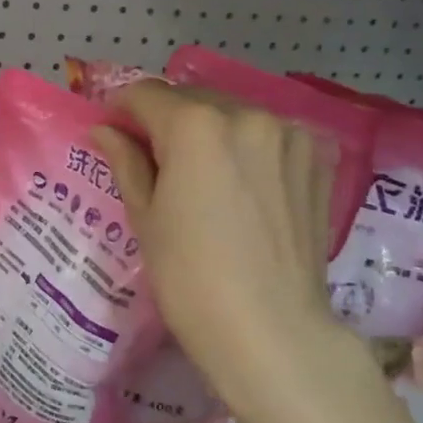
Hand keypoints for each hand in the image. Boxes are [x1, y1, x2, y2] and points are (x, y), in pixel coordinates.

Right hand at [93, 82, 372, 416]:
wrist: (270, 329)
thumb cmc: (190, 278)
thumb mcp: (146, 218)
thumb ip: (126, 161)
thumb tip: (105, 130)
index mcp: (196, 124)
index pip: (146, 94)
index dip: (122, 110)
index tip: (114, 132)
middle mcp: (247, 114)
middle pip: (192, 98)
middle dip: (167, 119)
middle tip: (155, 160)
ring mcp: (289, 134)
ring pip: (234, 114)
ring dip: (211, 131)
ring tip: (203, 177)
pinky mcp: (318, 158)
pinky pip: (270, 135)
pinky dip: (249, 147)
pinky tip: (244, 184)